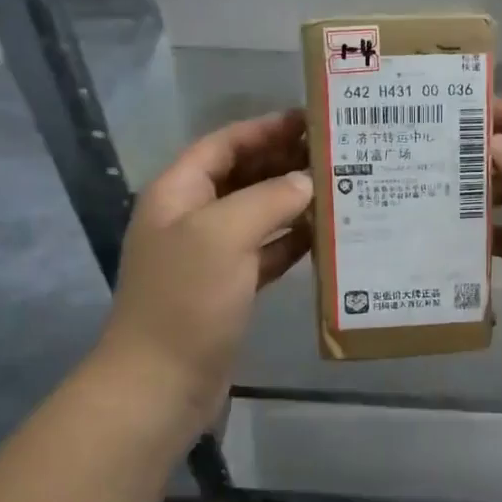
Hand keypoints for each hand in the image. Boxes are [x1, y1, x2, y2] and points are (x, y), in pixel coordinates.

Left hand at [95, 110, 312, 439]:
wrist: (161, 383)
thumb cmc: (186, 299)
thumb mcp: (224, 235)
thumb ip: (268, 198)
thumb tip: (306, 182)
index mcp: (178, 193)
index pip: (224, 144)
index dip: (264, 128)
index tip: (310, 118)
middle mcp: (192, 216)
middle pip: (242, 174)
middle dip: (284, 160)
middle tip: (334, 151)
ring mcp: (210, 254)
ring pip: (258, 212)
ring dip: (293, 199)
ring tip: (339, 185)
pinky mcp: (230, 287)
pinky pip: (267, 251)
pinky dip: (293, 240)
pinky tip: (326, 234)